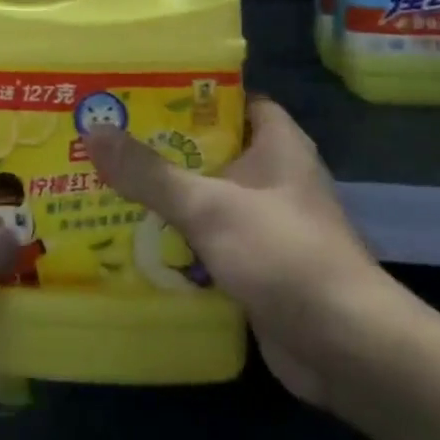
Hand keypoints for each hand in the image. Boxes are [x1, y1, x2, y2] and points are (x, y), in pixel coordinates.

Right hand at [85, 97, 409, 405]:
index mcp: (278, 144)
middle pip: (211, 148)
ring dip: (166, 195)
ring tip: (106, 182)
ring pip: (207, 196)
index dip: (189, 92)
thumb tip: (94, 132)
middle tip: (107, 137)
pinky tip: (133, 238)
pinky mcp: (258, 265)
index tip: (138, 90)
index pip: (232, 98)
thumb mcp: (209, 206)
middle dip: (163, 146)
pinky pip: (209, 239)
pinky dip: (178, 238)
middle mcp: (274, 177)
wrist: (346, 349)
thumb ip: (150, 173)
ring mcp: (267, 223)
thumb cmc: (284, 255)